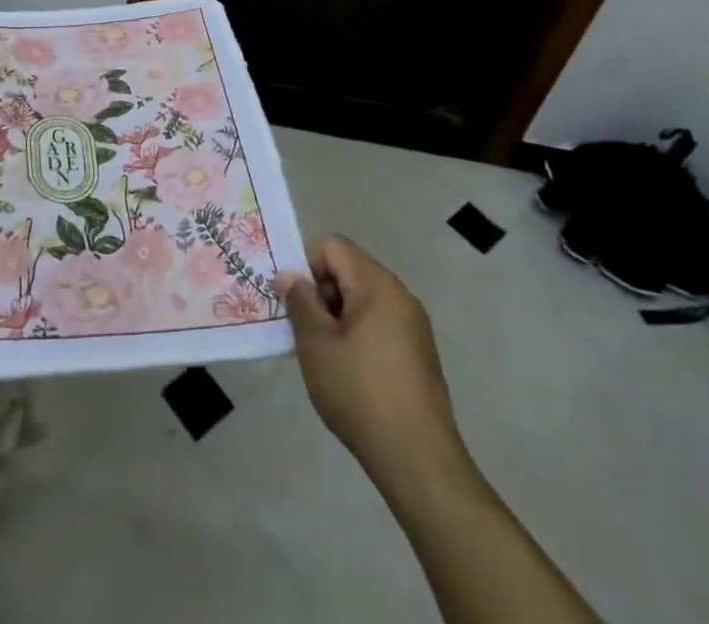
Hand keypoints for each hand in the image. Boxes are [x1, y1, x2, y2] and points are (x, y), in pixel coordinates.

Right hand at [277, 236, 468, 488]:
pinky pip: (379, 325)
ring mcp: (414, 326)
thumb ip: (300, 302)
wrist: (419, 461)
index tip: (293, 302)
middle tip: (303, 331)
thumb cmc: (360, 393)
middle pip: (349, 271)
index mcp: (377, 284)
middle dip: (321, 293)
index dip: (306, 266)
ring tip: (322, 355)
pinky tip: (348, 373)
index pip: (333, 247)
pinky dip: (357, 336)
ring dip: (337, 317)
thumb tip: (290, 276)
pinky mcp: (419, 355)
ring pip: (362, 300)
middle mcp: (400, 296)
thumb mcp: (316, 344)